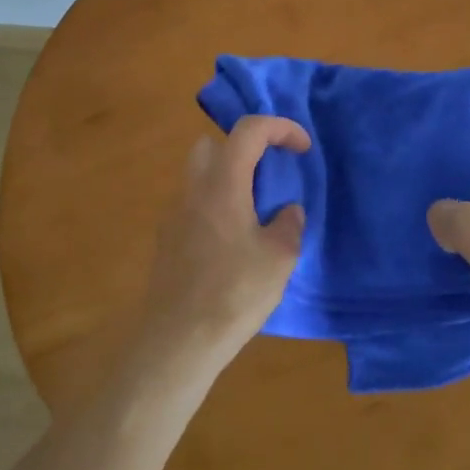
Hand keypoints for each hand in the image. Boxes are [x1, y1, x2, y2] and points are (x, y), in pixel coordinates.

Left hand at [137, 115, 311, 374]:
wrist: (177, 342)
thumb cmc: (232, 294)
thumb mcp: (279, 259)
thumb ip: (289, 225)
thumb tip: (287, 212)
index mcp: (222, 184)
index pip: (248, 130)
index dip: (280, 127)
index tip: (303, 148)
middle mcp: (193, 190)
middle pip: (213, 144)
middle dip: (244, 148)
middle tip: (269, 174)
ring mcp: (174, 214)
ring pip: (199, 175)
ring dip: (228, 178)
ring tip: (255, 211)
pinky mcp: (167, 240)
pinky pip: (193, 205)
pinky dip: (215, 206)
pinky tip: (233, 242)